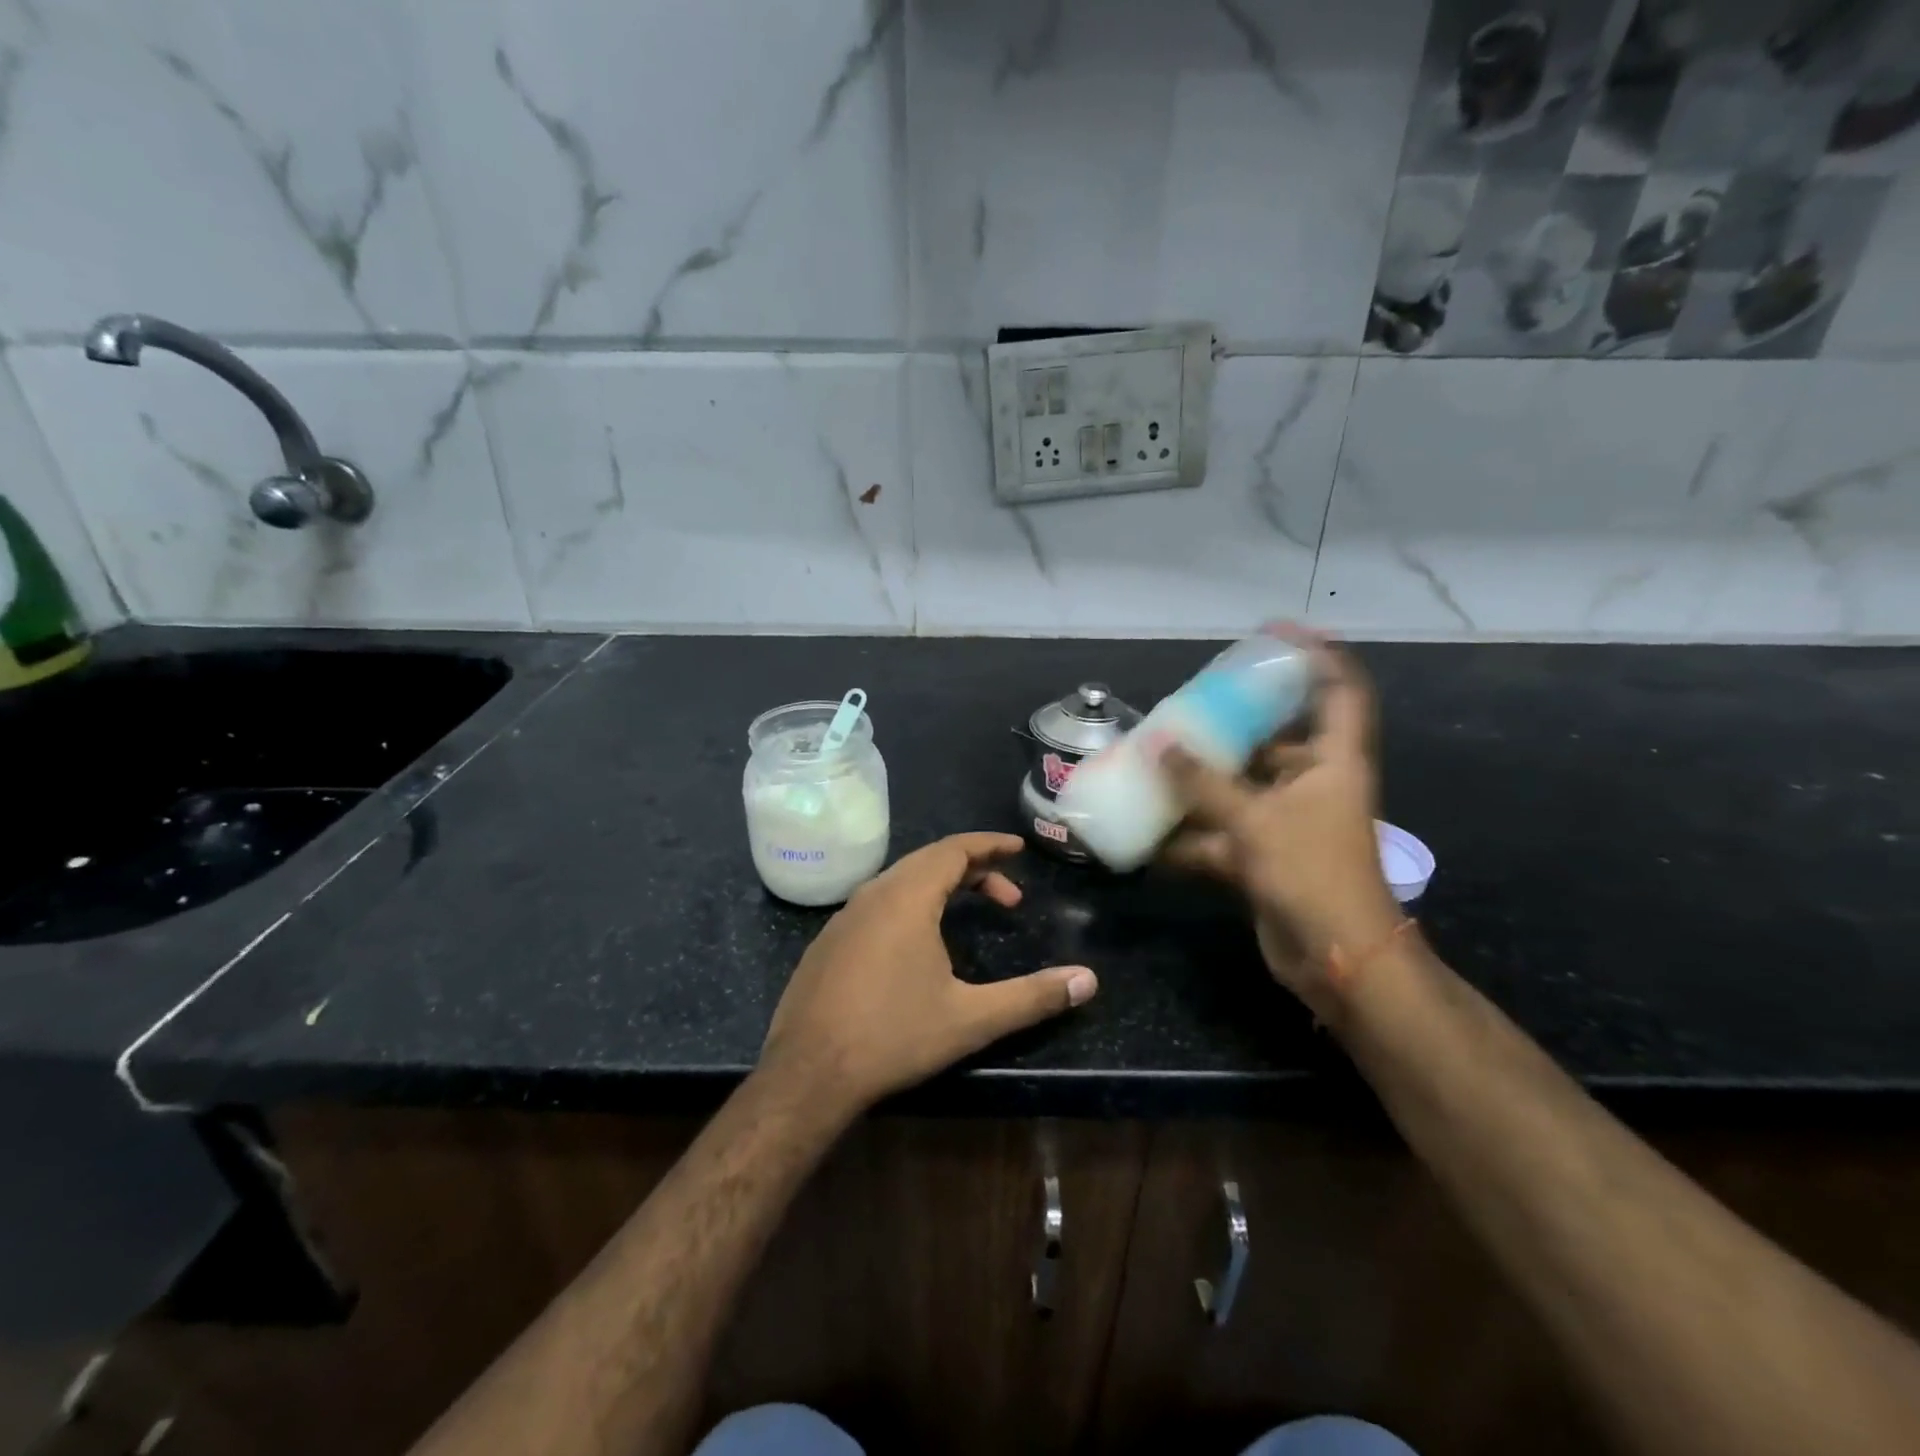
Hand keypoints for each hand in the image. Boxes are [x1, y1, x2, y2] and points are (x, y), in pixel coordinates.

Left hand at [757, 833, 1096, 1116]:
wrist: (807, 1074)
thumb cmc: (893, 1036)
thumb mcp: (971, 1019)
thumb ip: (1032, 997)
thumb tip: (1089, 981)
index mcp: (907, 898)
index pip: (954, 850)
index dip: (989, 845)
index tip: (1018, 848)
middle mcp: (873, 894)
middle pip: (928, 861)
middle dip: (973, 868)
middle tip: (1008, 893)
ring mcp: (844, 917)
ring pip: (900, 881)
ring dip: (939, 886)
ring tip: (968, 911)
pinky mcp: (828, 942)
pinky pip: (877, 903)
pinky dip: (910, 903)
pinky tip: (918, 941)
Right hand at [1158, 631, 1403, 1013]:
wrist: (1336, 959)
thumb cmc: (1310, 872)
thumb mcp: (1254, 819)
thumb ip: (1202, 781)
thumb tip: (1156, 744)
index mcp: (1333, 761)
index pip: (1339, 690)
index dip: (1316, 655)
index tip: (1276, 632)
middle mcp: (1314, 784)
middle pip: (1277, 739)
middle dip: (1233, 725)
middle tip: (1190, 706)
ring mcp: (1289, 822)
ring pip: (1241, 789)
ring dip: (1201, 783)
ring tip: (1156, 761)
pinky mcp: (1266, 856)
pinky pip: (1223, 833)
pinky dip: (1190, 836)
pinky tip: (1149, 835)